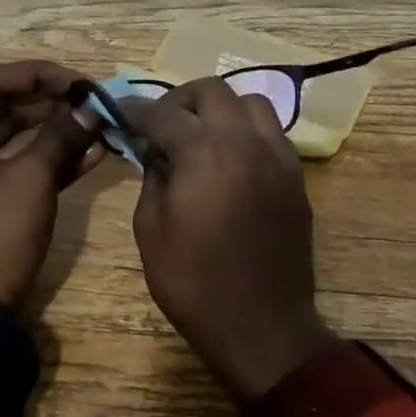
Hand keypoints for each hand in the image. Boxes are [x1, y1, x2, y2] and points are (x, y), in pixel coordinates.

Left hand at [0, 62, 105, 309]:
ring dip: (56, 128)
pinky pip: (19, 163)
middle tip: (93, 101)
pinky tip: (92, 151)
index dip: (40, 75)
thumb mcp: (31, 180)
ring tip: (97, 122)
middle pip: (4, 106)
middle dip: (51, 102)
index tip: (81, 81)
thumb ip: (61, 136)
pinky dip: (51, 158)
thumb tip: (93, 107)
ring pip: (16, 135)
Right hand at [126, 78, 336, 399]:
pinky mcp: (296, 179)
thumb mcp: (151, 230)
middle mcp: (246, 142)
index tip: (119, 111)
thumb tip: (157, 153)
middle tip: (162, 124)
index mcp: (204, 153)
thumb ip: (152, 178)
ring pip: (252, 104)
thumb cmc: (194, 282)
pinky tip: (231, 162)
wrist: (261, 325)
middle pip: (213, 91)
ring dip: (221, 110)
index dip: (135, 109)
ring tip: (202, 137)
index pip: (163, 113)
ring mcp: (278, 158)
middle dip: (181, 100)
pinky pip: (271, 135)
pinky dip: (247, 133)